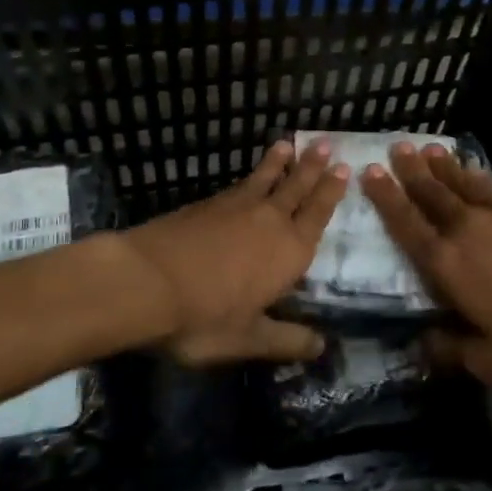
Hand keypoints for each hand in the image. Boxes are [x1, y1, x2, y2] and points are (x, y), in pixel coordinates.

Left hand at [122, 140, 348, 365]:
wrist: (147, 280)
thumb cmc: (204, 317)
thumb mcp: (249, 339)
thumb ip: (286, 340)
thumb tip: (322, 346)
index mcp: (289, 252)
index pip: (317, 215)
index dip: (331, 193)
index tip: (344, 169)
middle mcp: (269, 221)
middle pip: (296, 189)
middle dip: (312, 167)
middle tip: (327, 144)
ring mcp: (235, 208)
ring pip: (266, 179)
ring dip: (280, 163)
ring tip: (288, 144)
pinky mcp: (206, 204)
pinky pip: (238, 184)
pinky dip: (250, 175)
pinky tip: (248, 177)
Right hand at [361, 143, 491, 382]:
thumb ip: (453, 352)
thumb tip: (419, 347)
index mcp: (449, 265)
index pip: (407, 225)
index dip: (386, 199)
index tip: (369, 172)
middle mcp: (468, 230)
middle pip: (432, 194)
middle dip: (410, 171)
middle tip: (395, 147)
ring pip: (463, 184)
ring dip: (443, 166)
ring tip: (428, 148)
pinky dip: (479, 178)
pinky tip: (478, 174)